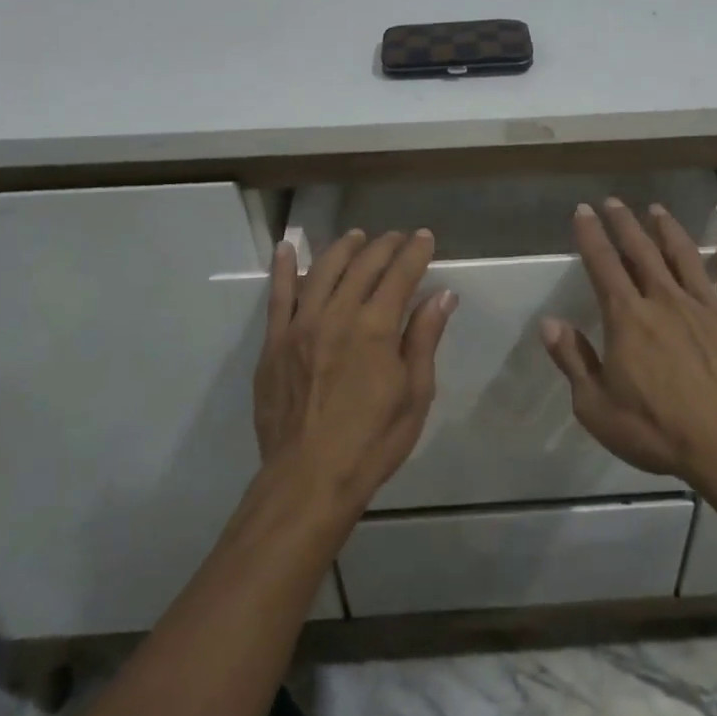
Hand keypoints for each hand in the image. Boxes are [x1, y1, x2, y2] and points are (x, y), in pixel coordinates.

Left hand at [253, 228, 457, 509]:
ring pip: (322, 270)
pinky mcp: (274, 342)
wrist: (309, 478)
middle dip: (384, 246)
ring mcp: (300, 325)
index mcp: (375, 328)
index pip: (400, 274)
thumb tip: (442, 295)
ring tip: (356, 238)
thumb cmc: (372, 441)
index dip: (415, 252)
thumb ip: (423, 338)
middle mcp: (337, 314)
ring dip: (343, 248)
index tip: (424, 237)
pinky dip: (283, 267)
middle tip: (397, 237)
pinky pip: (278, 295)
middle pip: (363, 265)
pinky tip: (287, 248)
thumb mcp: (414, 394)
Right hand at [541, 199, 716, 490]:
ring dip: (670, 231)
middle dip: (625, 224)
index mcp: (628, 318)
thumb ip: (574, 361)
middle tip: (614, 202)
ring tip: (658, 210)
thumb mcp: (597, 406)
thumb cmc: (657, 430)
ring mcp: (709, 309)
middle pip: (643, 252)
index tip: (583, 211)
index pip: (604, 266)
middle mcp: (667, 301)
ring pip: (686, 258)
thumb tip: (549, 323)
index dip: (591, 236)